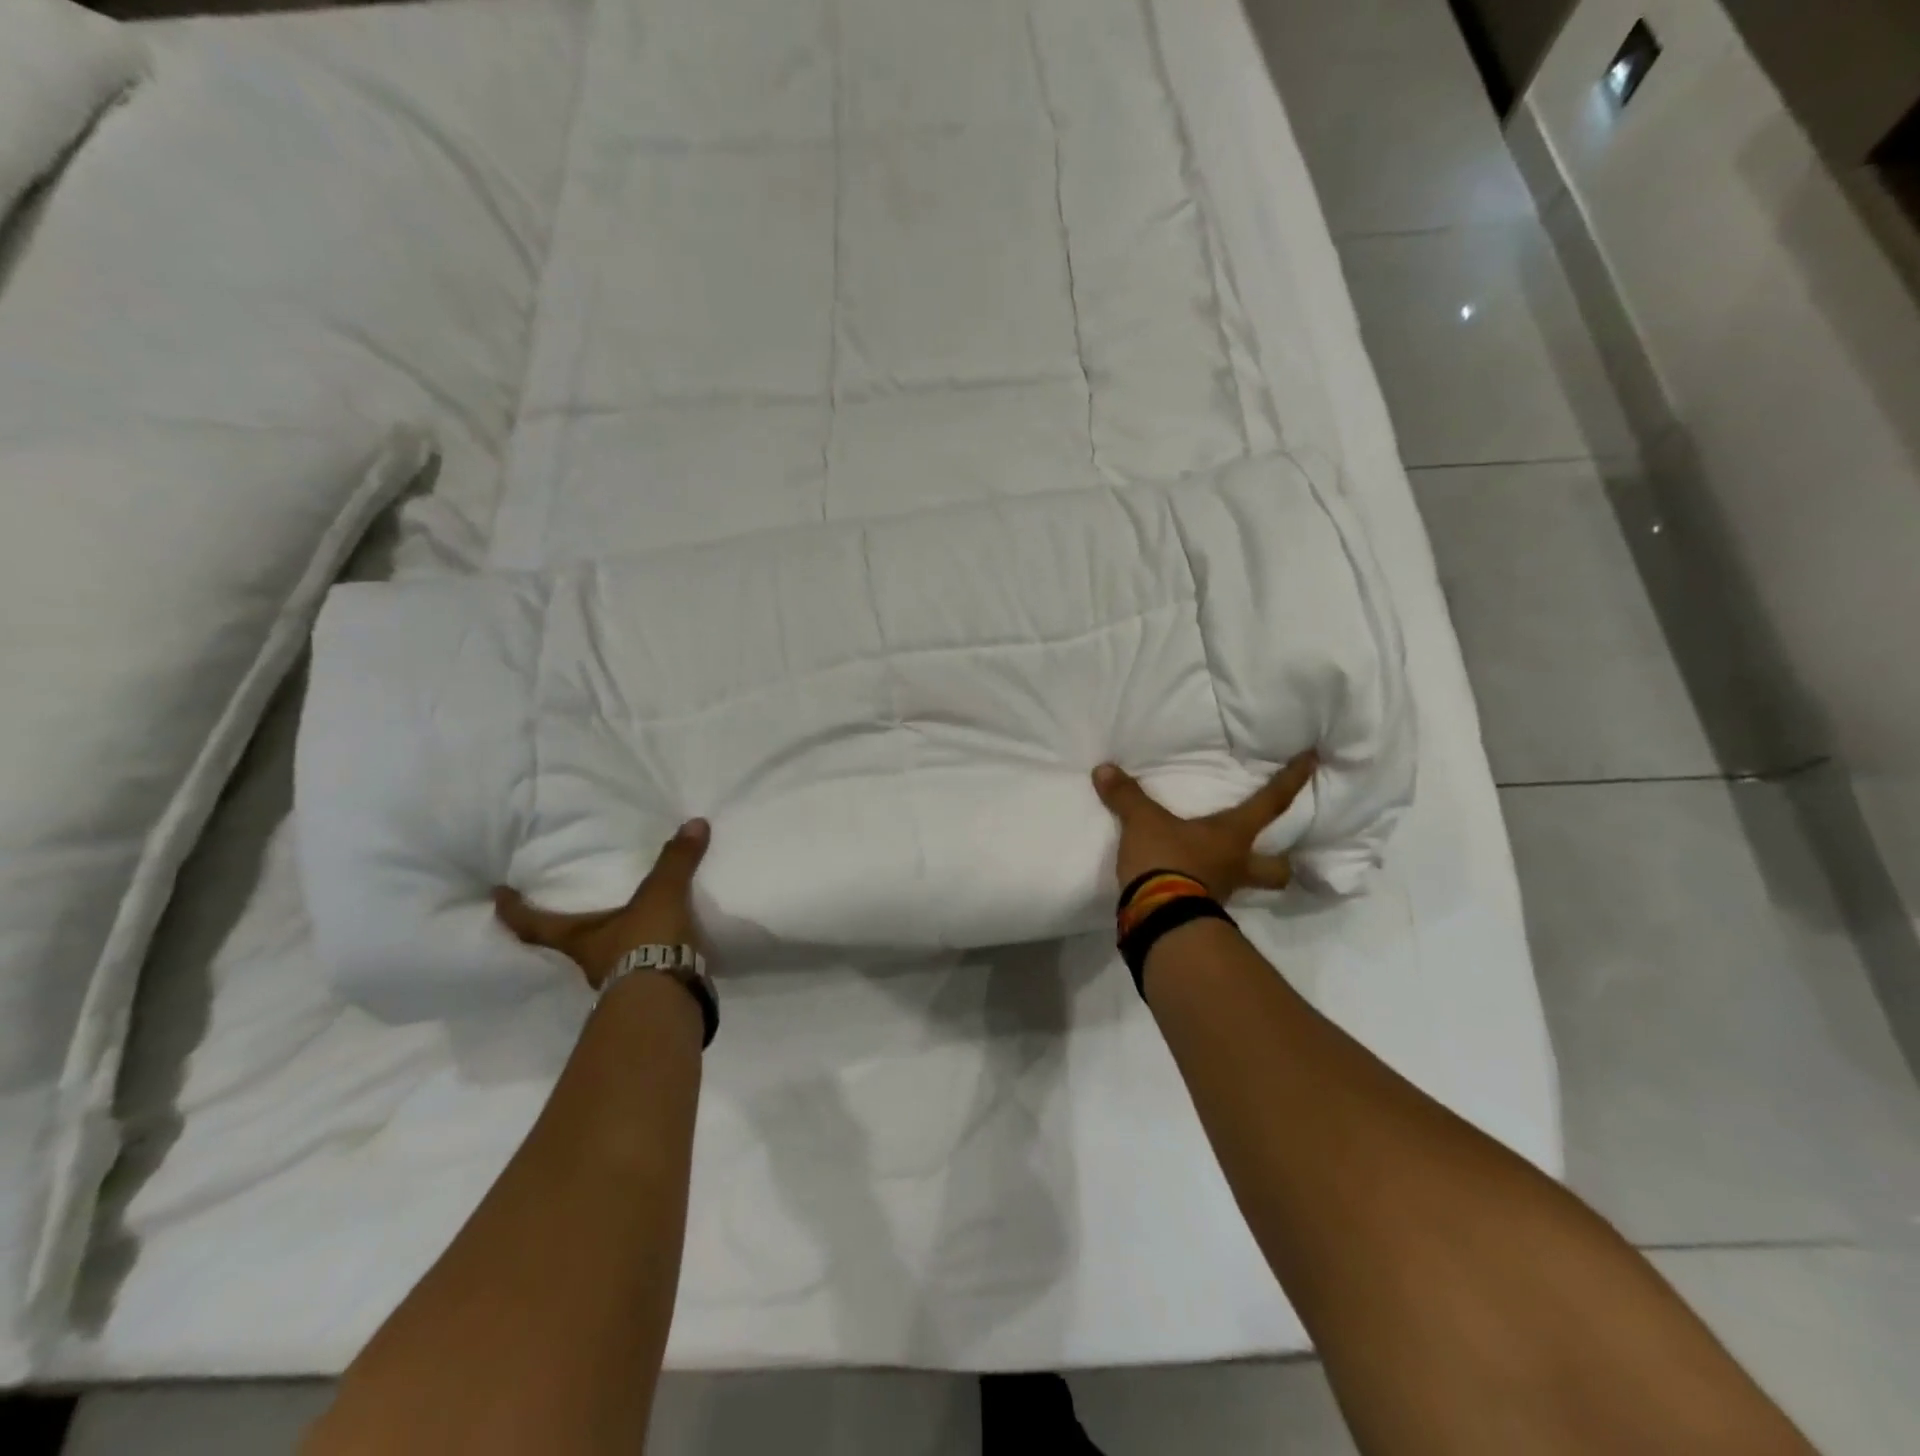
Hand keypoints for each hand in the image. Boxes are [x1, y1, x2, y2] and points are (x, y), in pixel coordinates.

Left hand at [493, 819, 710, 989]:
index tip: (497, 895)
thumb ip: (675, 861)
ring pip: (606, 956)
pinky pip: (643, 965)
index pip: (533, 925)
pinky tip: (665, 939)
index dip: (513, 910)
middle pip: (568, 942)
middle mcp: (590, 961)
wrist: (669, 1000)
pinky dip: (649, 952)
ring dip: (614, 940)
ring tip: (630, 917)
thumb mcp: (661, 896)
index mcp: (578, 938)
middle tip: (573, 902)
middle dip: (569, 925)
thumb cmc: (645, 944)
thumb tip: (694, 822)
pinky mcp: (648, 990)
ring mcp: (618, 980)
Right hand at [1092, 751, 1317, 899]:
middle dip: (1281, 860)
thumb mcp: (1143, 822)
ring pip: (1249, 886)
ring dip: (1244, 877)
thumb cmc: (1166, 860)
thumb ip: (1127, 796)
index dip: (1293, 779)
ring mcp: (1222, 893)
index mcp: (1232, 835)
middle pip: (1277, 868)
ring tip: (1227, 867)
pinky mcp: (1202, 912)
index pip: (1271, 802)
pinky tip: (1192, 882)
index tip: (1314, 760)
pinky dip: (1206, 889)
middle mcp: (1237, 864)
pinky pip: (1212, 898)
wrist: (1158, 918)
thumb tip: (1104, 770)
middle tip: (1277, 852)